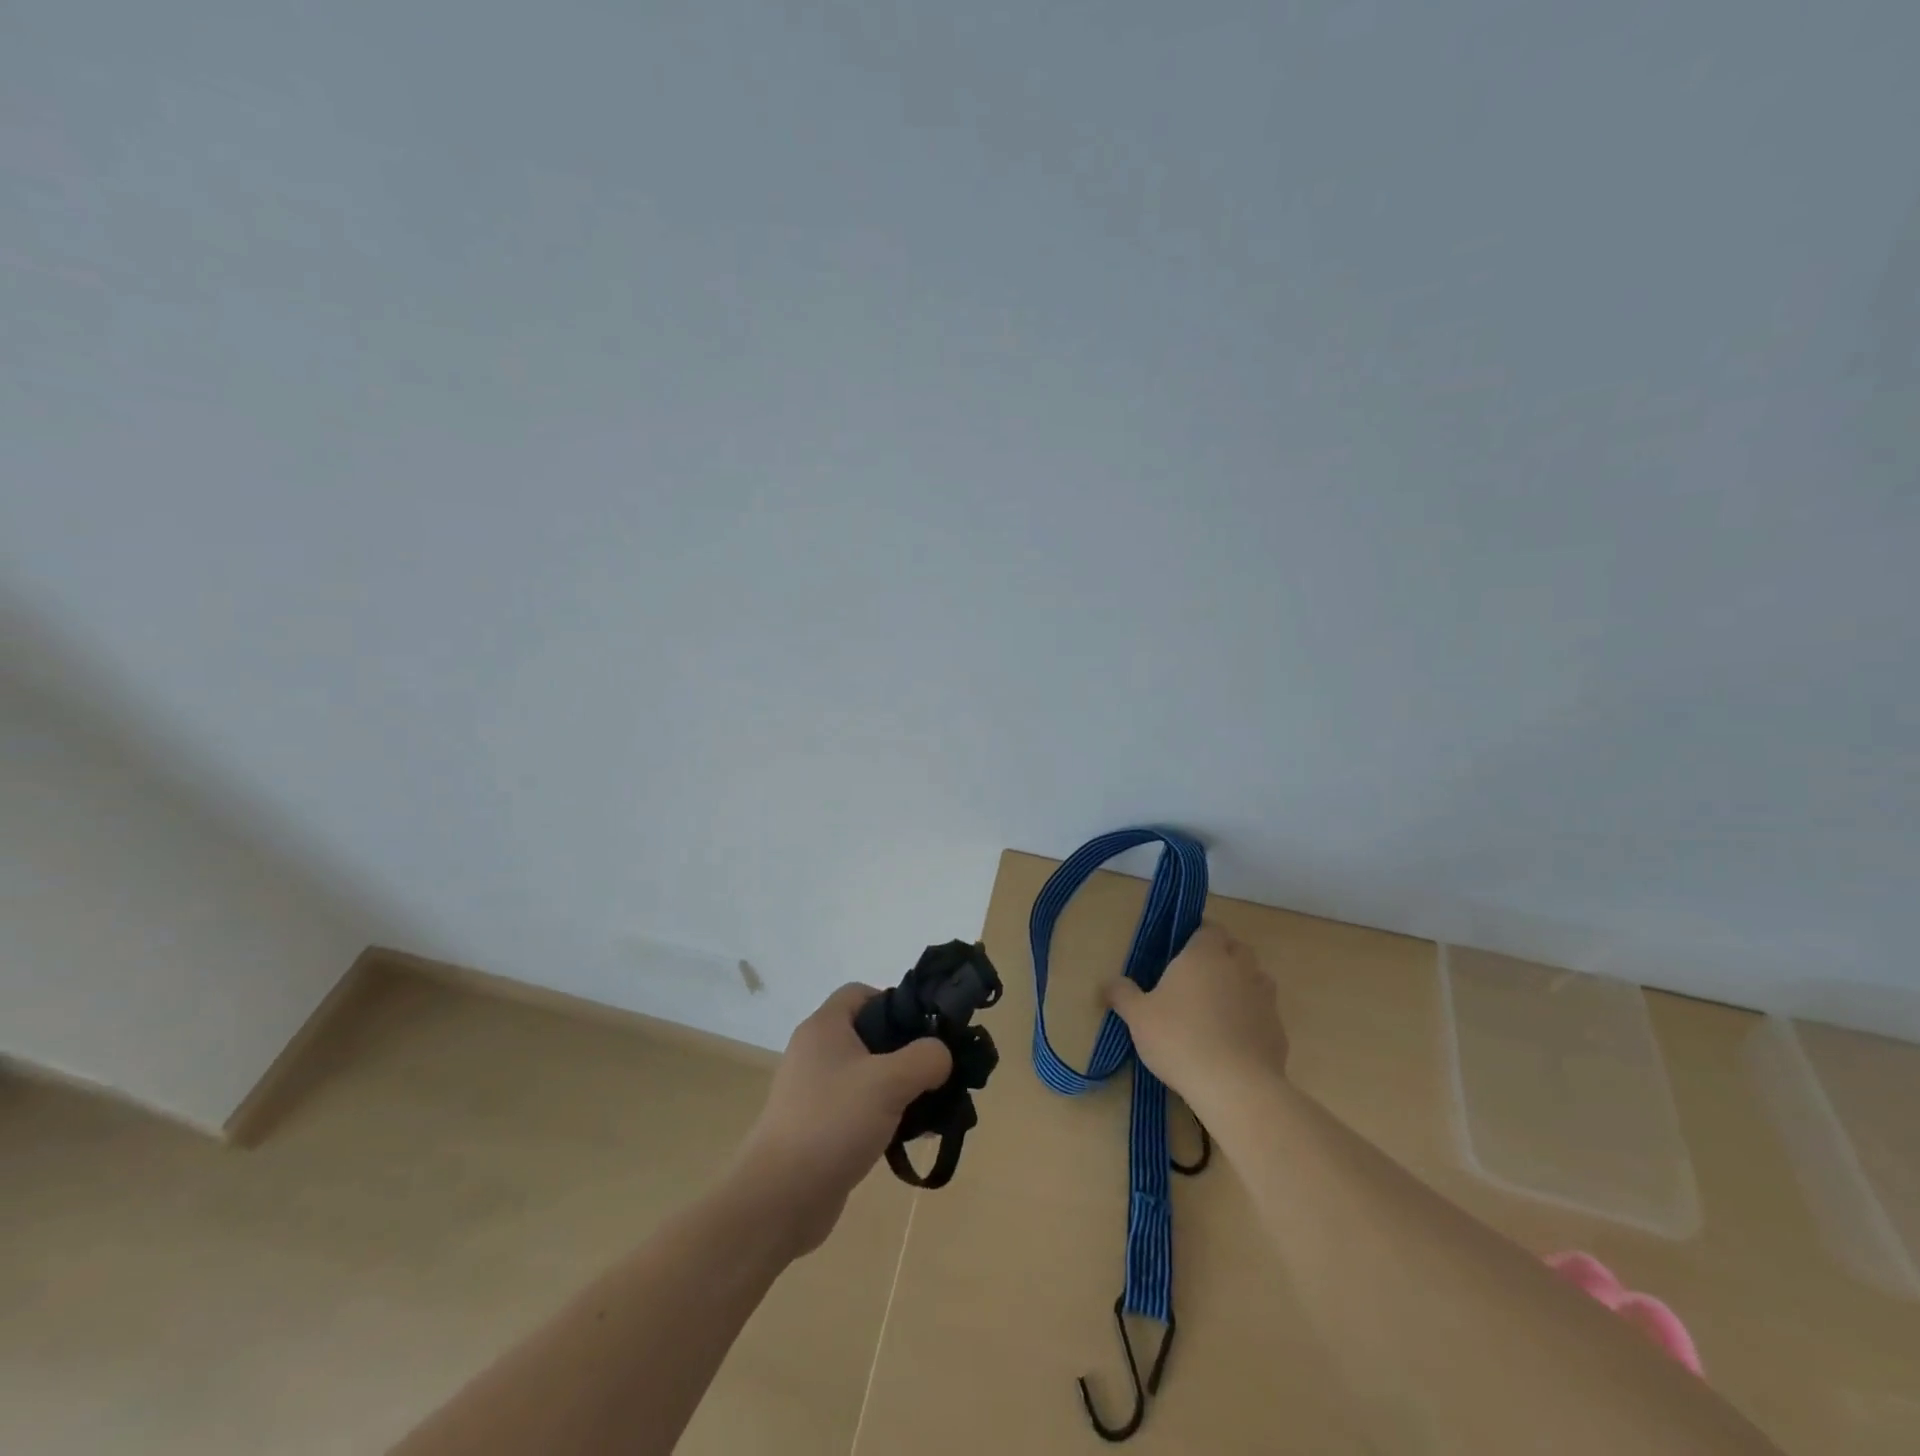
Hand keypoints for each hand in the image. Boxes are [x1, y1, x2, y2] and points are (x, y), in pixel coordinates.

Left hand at [733, 984, 951, 1258]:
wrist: (779, 1198)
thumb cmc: (832, 1122)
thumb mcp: (889, 1082)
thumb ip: (925, 1058)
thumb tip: (941, 1054)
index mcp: (825, 1027)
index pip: (861, 992)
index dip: (895, 1002)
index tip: (925, 1029)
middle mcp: (816, 1052)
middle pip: (869, 1034)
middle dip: (906, 1050)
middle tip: (937, 1070)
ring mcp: (814, 1091)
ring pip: (867, 1074)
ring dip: (899, 1087)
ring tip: (932, 1107)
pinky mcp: (818, 1126)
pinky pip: (859, 1108)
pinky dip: (884, 1115)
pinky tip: (909, 1137)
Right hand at [1105, 924, 1288, 1118]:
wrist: (1235, 1086)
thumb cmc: (1179, 1038)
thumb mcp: (1138, 1017)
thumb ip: (1122, 994)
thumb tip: (1109, 983)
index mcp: (1205, 954)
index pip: (1209, 928)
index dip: (1198, 935)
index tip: (1181, 951)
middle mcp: (1239, 967)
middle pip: (1237, 948)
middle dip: (1222, 956)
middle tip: (1197, 978)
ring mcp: (1264, 998)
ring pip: (1256, 978)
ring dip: (1241, 985)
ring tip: (1217, 1007)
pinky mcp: (1278, 1029)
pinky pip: (1264, 1013)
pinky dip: (1252, 1018)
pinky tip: (1234, 1040)